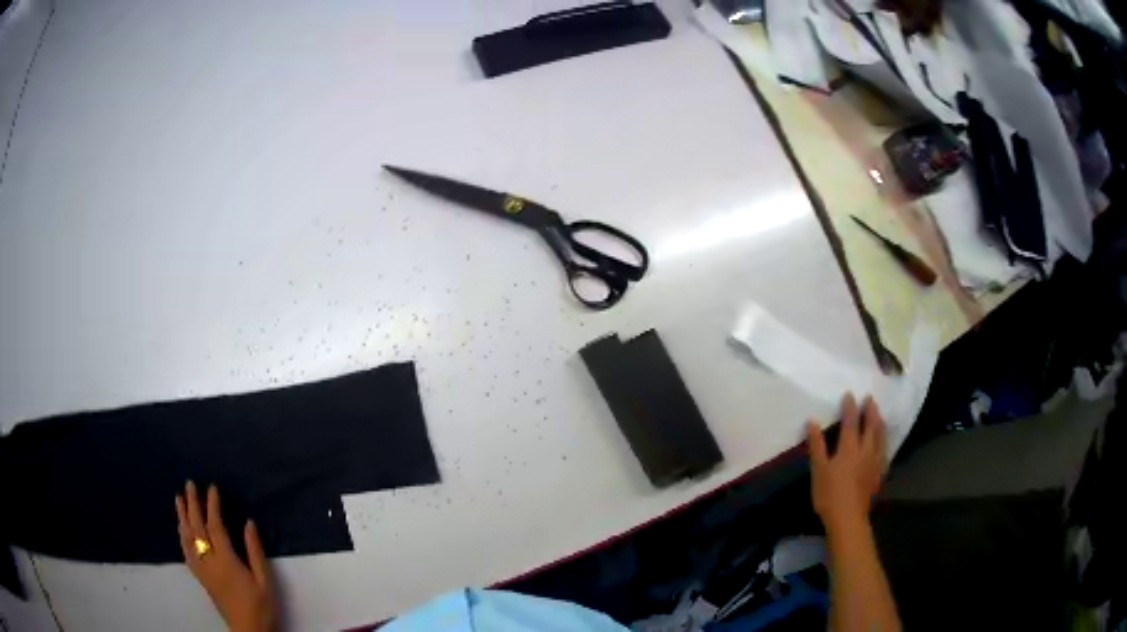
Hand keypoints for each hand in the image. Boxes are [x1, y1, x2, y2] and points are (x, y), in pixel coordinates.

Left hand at [175, 481, 277, 631]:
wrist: (248, 630)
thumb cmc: (260, 606)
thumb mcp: (265, 581)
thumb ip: (255, 552)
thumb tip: (248, 523)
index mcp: (226, 560)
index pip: (215, 526)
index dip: (212, 505)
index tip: (212, 488)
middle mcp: (209, 561)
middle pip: (197, 528)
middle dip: (192, 504)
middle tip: (189, 484)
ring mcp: (202, 569)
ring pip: (187, 538)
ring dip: (182, 516)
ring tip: (179, 499)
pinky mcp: (201, 577)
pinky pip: (186, 552)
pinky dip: (181, 536)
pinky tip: (180, 529)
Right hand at [806, 393, 887, 530]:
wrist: (848, 518)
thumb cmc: (829, 494)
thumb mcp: (818, 470)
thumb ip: (817, 445)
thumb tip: (812, 421)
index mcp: (849, 447)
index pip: (850, 421)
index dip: (850, 407)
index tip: (849, 394)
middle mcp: (865, 450)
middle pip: (870, 425)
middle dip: (870, 410)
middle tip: (870, 398)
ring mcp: (875, 461)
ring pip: (880, 436)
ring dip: (879, 422)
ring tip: (879, 414)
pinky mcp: (879, 473)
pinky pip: (884, 450)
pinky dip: (884, 440)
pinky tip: (883, 442)